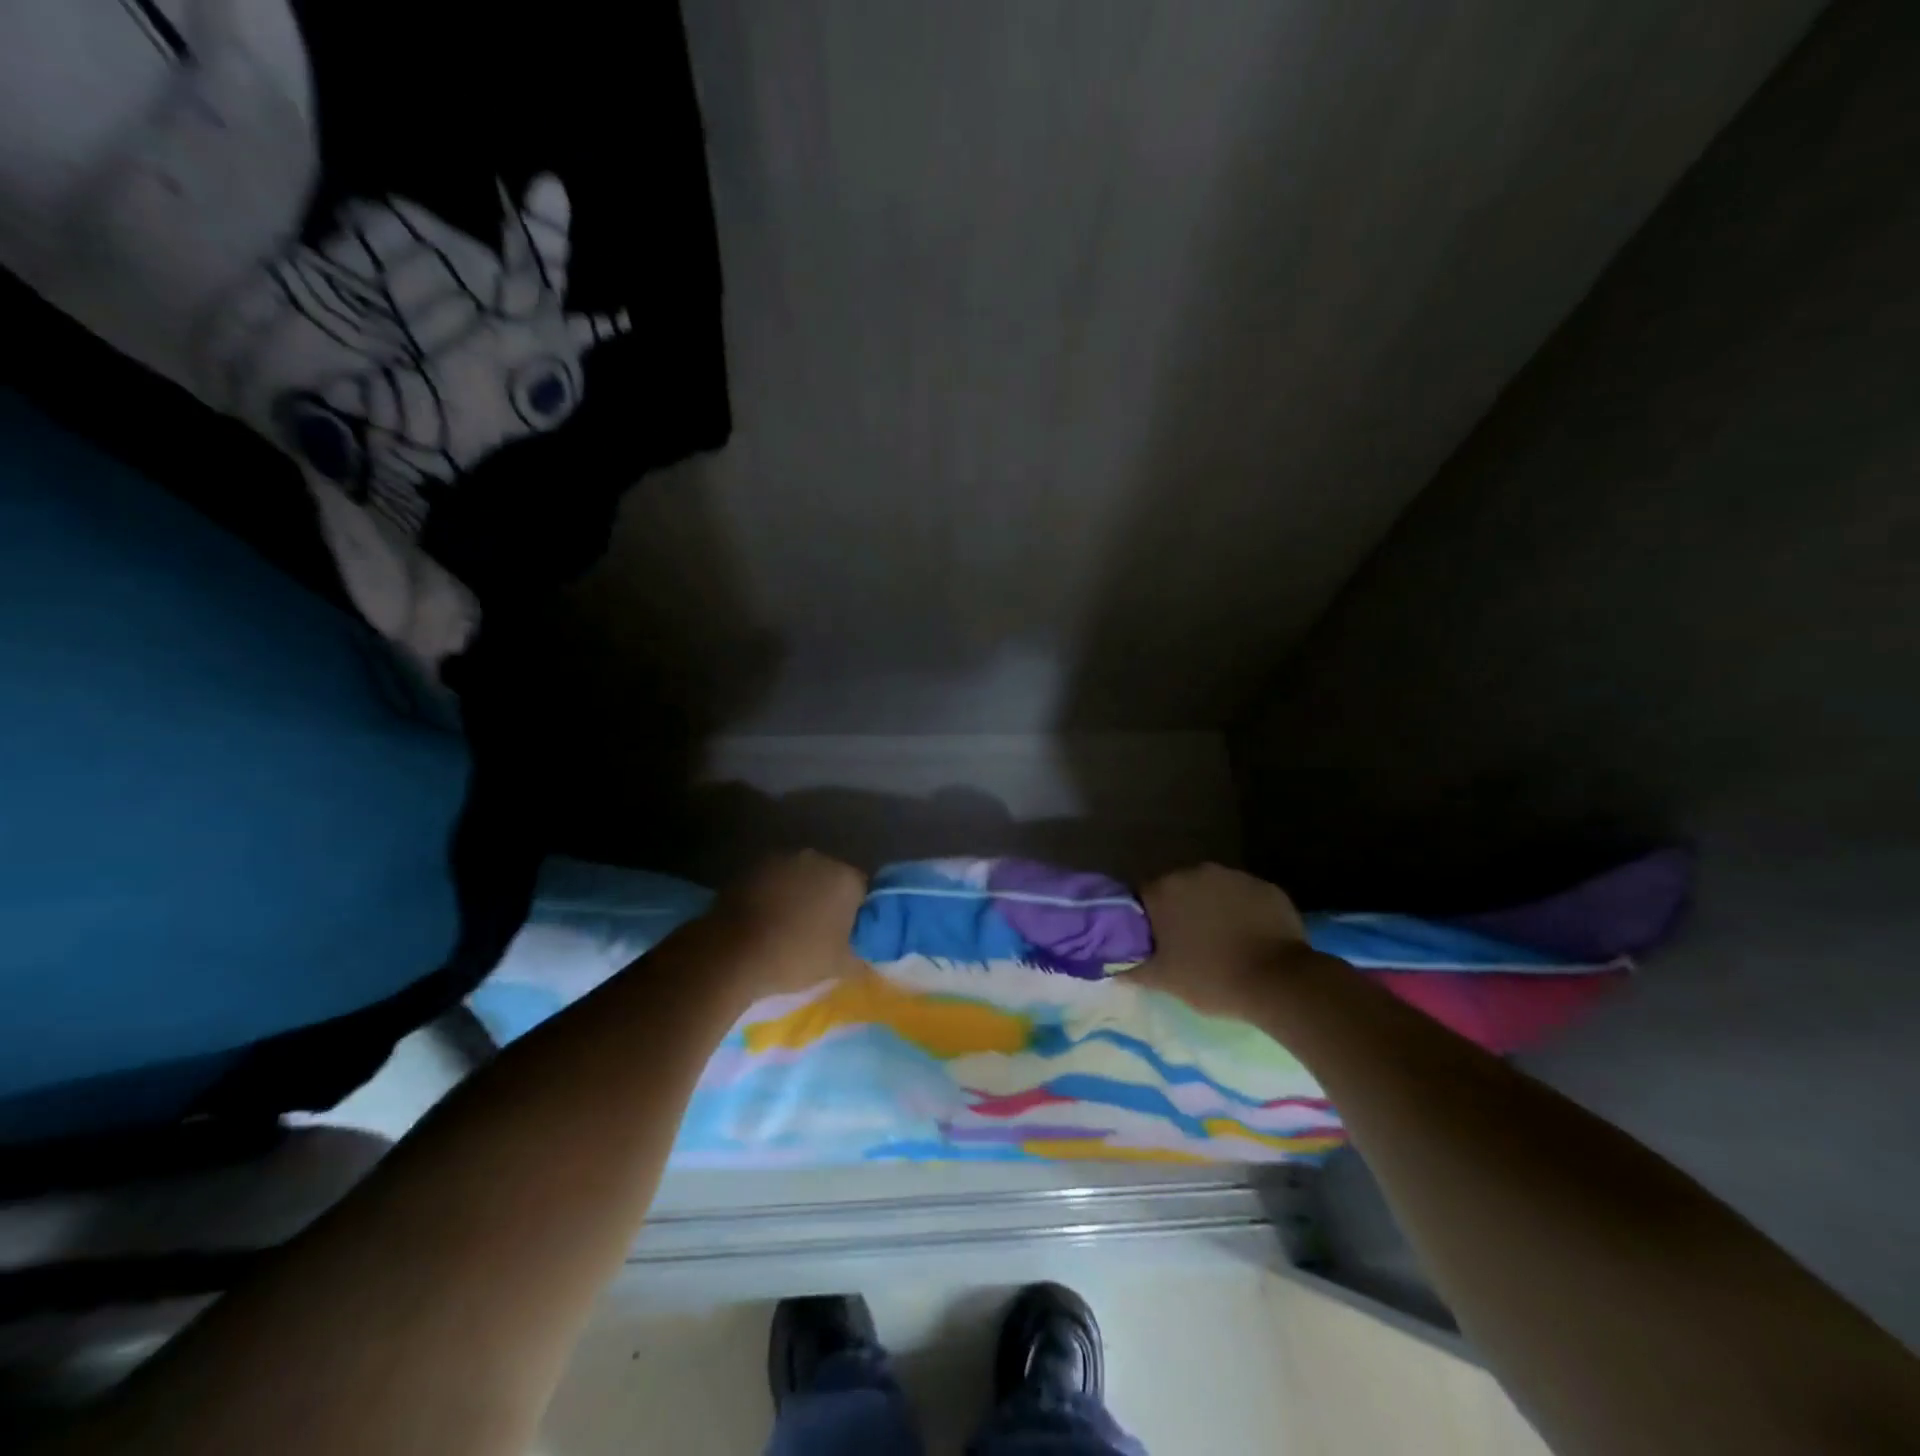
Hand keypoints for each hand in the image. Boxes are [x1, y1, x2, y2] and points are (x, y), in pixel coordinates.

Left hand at [707, 850, 868, 1000]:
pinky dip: (772, 893)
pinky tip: (764, 918)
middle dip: (826, 899)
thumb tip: (871, 959)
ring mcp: (783, 859)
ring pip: (800, 876)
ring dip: (798, 893)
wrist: (732, 952)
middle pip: (830, 878)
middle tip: (817, 931)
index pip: (861, 891)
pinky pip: (773, 879)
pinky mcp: (753, 866)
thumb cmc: (795, 956)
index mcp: (846, 879)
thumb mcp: (839, 967)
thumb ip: (863, 959)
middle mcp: (818, 859)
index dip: (854, 914)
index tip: (844, 935)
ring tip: (786, 925)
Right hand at [1136, 863, 1317, 1017]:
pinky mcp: (1265, 886)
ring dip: (1211, 908)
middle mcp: (1195, 872)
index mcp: (1164, 890)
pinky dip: (1242, 911)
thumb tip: (1112, 969)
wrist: (1278, 982)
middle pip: (1178, 888)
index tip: (1154, 941)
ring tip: (1222, 941)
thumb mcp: (1165, 980)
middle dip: (1179, 910)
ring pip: (1212, 890)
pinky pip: (1244, 896)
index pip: (1143, 897)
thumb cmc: (1211, 978)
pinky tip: (1250, 937)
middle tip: (1187, 943)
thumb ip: (1133, 969)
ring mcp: (1233, 876)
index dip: (1146, 919)